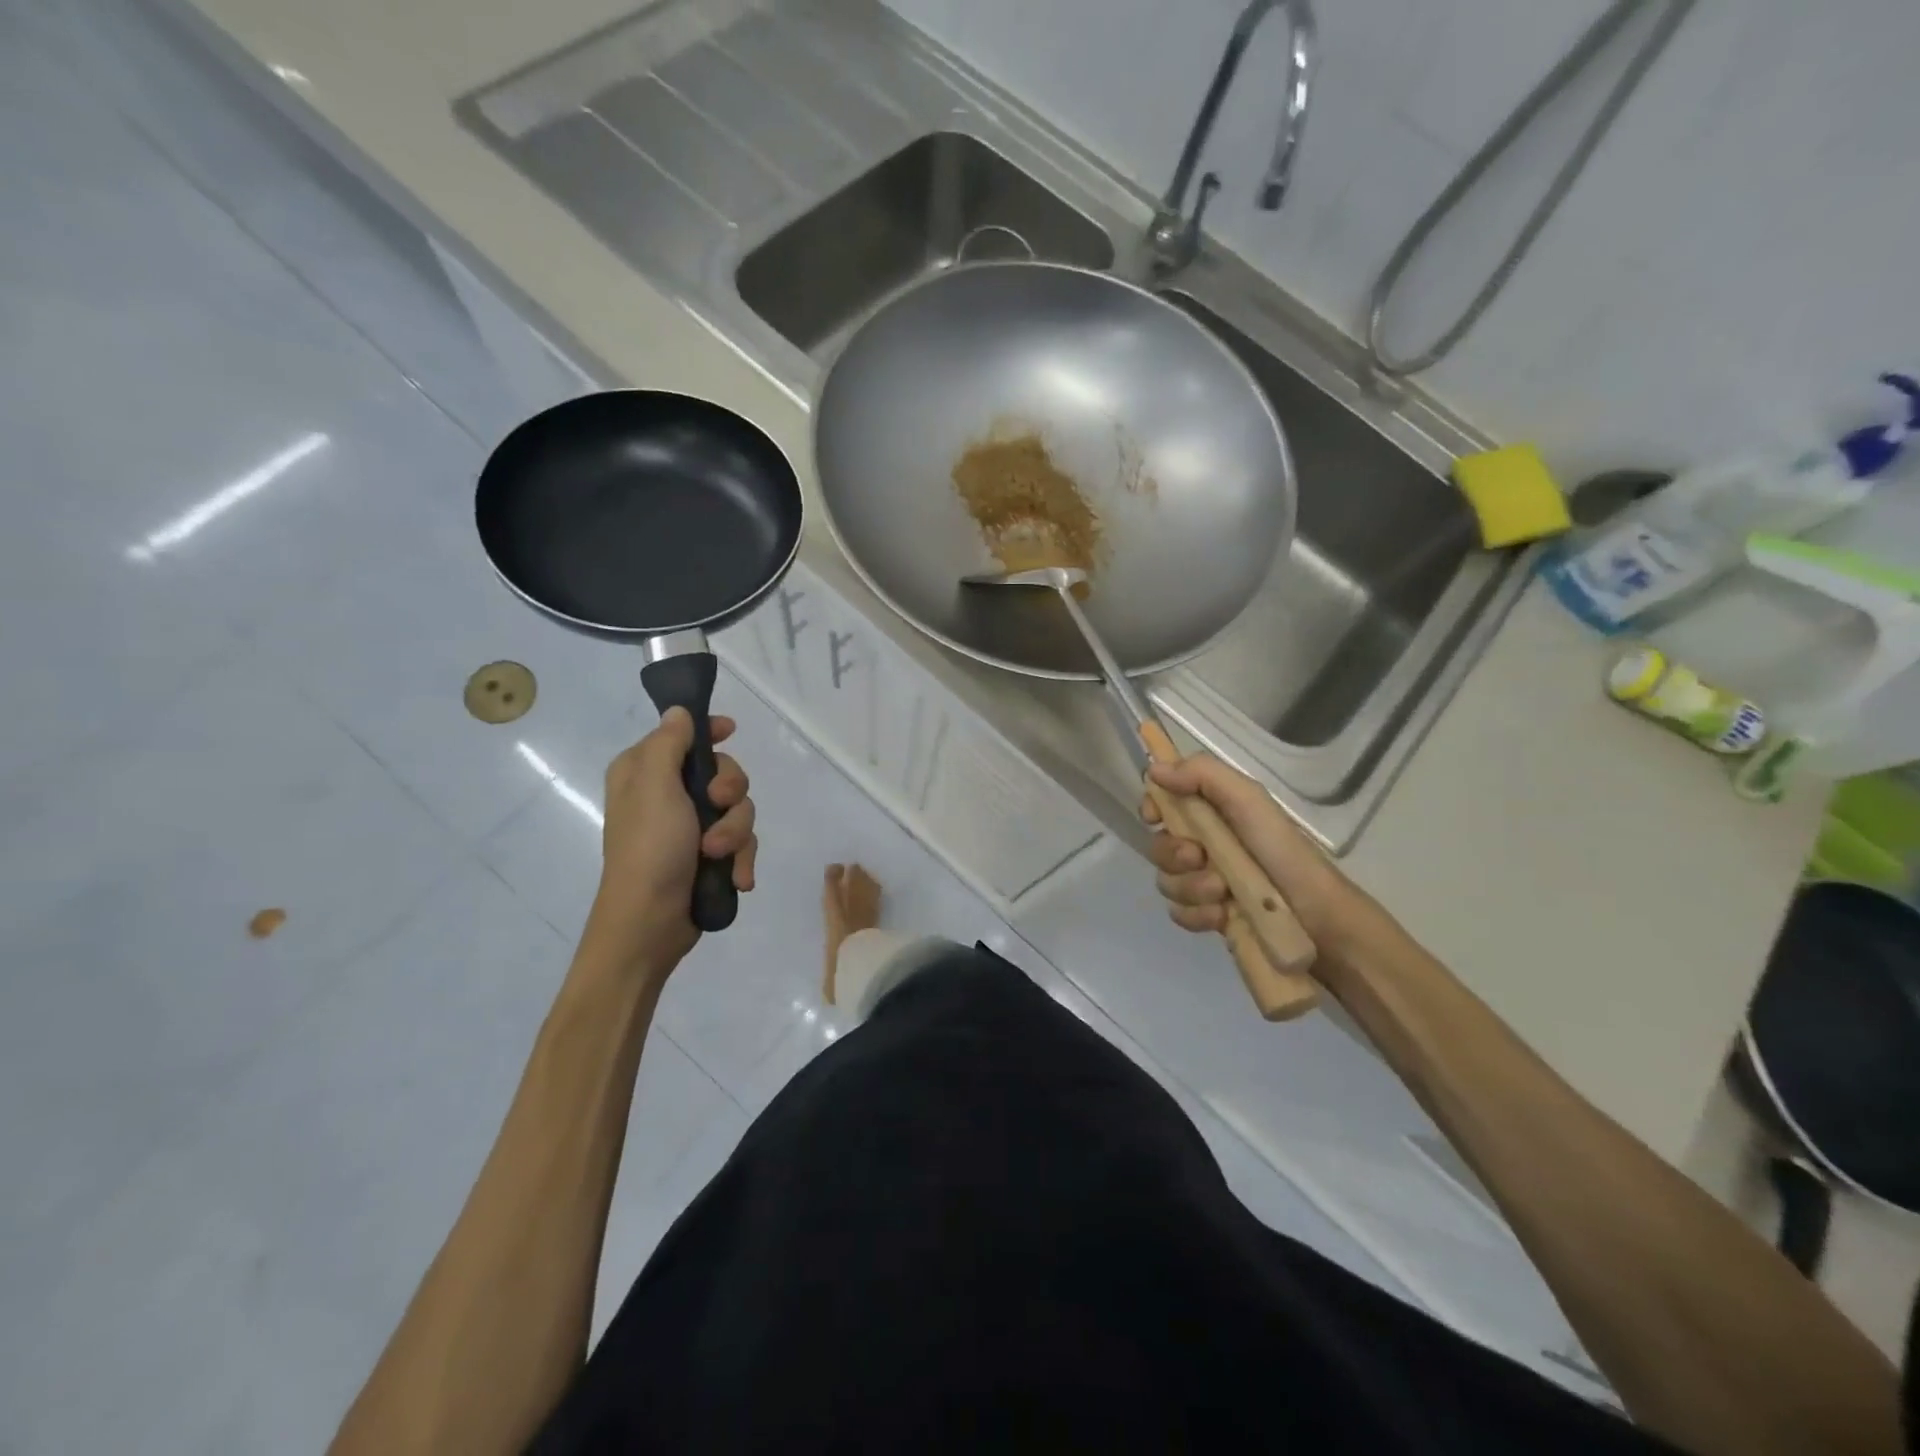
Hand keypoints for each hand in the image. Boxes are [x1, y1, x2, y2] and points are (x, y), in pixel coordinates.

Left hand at [586, 708, 757, 973]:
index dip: (709, 731)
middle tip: (717, 807)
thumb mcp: (654, 786)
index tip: (730, 731)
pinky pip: (741, 842)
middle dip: (730, 793)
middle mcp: (668, 795)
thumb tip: (679, 712)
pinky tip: (736, 878)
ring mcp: (691, 827)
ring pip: (739, 809)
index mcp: (645, 772)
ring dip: (735, 833)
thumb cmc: (649, 848)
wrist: (649, 923)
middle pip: (723, 772)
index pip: (683, 735)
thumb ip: (668, 743)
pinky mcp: (709, 856)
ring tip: (718, 856)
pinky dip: (741, 858)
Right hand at [1140, 753, 1355, 948]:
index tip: (1155, 817)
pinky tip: (1222, 916)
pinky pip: (1179, 913)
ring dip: (1191, 888)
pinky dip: (1197, 915)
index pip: (1163, 802)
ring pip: (1166, 882)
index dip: (1153, 808)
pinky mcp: (1209, 917)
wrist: (1317, 917)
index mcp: (1213, 812)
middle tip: (1200, 858)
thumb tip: (1153, 769)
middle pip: (1158, 846)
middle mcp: (1204, 844)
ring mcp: (1204, 883)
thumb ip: (1203, 775)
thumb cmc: (1282, 852)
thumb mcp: (1248, 800)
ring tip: (1223, 893)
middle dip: (1174, 854)